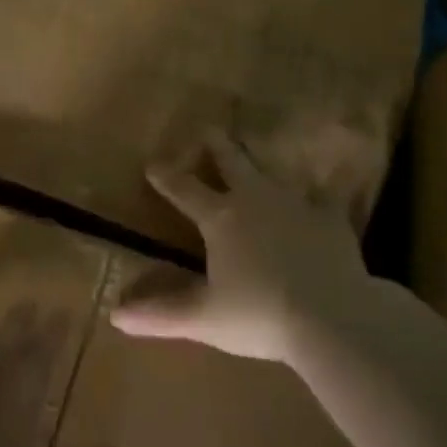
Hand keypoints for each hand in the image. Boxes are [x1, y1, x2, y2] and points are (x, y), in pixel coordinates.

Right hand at [111, 129, 371, 363]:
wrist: (332, 315)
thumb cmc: (260, 315)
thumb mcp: (205, 318)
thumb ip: (160, 314)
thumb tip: (114, 314)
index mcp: (220, 218)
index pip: (184, 190)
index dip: (166, 176)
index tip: (152, 163)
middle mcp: (254, 198)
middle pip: (231, 162)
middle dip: (216, 145)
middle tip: (208, 128)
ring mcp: (295, 203)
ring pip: (273, 173)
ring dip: (261, 164)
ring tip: (257, 156)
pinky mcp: (330, 217)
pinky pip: (324, 196)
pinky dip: (321, 191)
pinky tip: (328, 187)